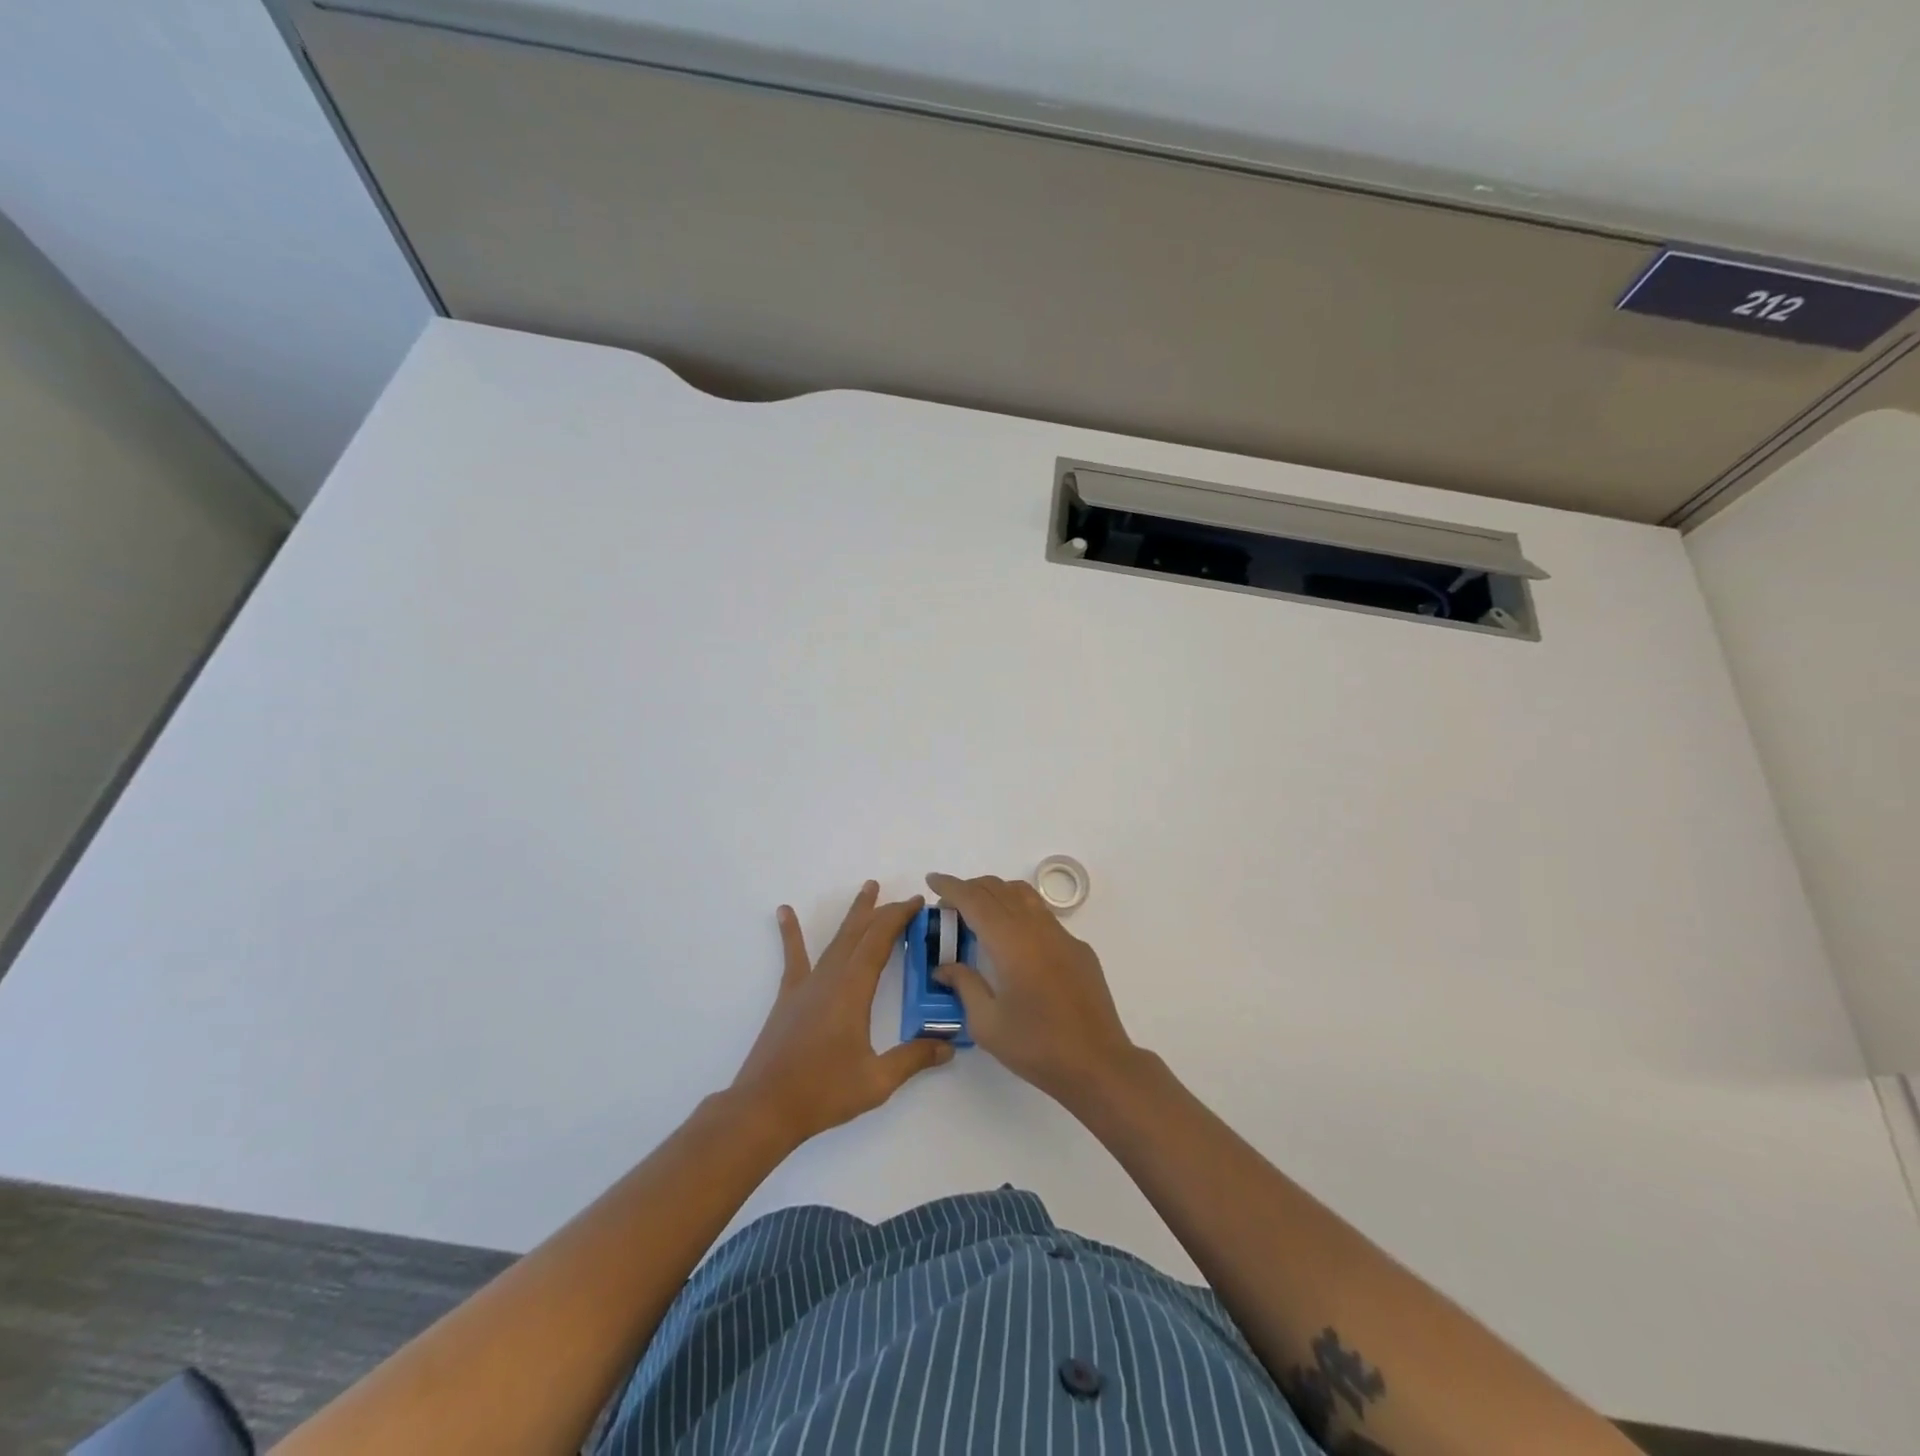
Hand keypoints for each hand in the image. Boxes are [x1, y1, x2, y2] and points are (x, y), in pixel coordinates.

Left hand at [730, 882, 953, 1145]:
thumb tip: (949, 1045)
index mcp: (853, 990)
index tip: (918, 902)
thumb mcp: (877, 1080)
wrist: (764, 1107)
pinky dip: (792, 932)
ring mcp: (807, 985)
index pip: (880, 941)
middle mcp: (830, 978)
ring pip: (836, 939)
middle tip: (905, 898)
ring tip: (868, 888)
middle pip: (861, 933)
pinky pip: (794, 957)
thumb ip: (913, 1059)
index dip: (899, 918)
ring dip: (854, 914)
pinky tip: (785, 911)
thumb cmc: (823, 1092)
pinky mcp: (789, 997)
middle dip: (884, 912)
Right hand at [924, 872, 1140, 1107]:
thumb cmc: (1037, 1046)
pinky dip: (1019, 912)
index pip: (975, 900)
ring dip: (997, 894)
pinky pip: (1043, 916)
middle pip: (999, 889)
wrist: (1097, 1063)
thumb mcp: (987, 1024)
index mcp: (1010, 942)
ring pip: (1024, 895)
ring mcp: (1062, 935)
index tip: (932, 880)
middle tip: (949, 905)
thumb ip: (964, 985)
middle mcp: (1037, 928)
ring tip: (979, 913)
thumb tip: (945, 967)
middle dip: (971, 888)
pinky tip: (1014, 941)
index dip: (951, 886)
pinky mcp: (1078, 949)